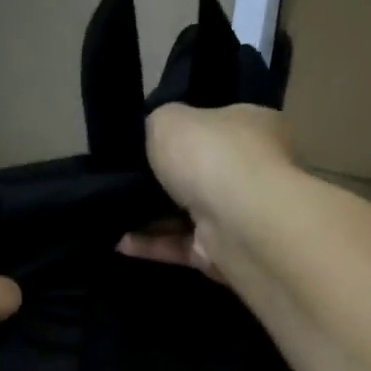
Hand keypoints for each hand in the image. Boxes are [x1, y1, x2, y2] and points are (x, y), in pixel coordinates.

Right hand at [118, 104, 296, 278]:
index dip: (188, 131)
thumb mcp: (169, 119)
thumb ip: (159, 122)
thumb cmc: (209, 156)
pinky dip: (152, 244)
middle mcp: (255, 169)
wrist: (237, 222)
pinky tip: (121, 241)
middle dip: (168, 178)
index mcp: (255, 126)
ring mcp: (240, 215)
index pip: (220, 124)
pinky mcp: (223, 252)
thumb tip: (157, 132)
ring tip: (115, 213)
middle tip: (128, 178)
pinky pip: (181, 245)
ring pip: (189, 213)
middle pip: (204, 172)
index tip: (152, 141)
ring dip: (153, 216)